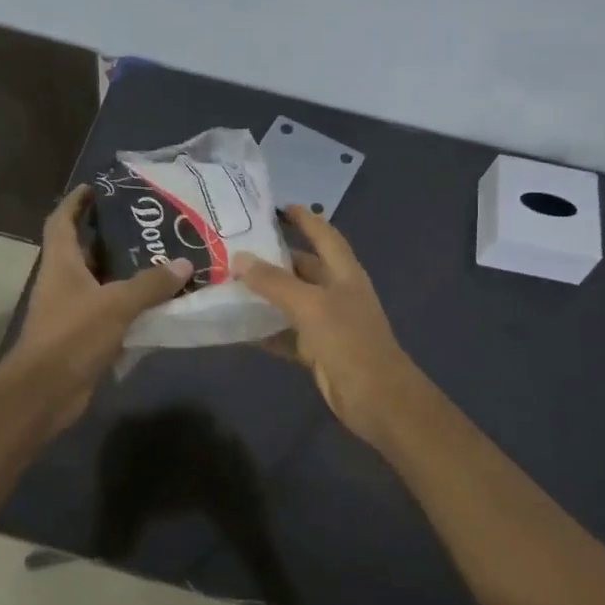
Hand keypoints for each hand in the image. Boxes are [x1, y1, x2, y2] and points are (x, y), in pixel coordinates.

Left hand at [8, 186, 192, 429]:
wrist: (45, 392)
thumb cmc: (72, 336)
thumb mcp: (116, 304)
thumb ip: (150, 284)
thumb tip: (184, 264)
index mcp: (61, 263)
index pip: (62, 221)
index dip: (75, 202)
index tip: (96, 187)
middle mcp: (63, 282)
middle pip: (85, 249)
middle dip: (111, 235)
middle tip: (147, 224)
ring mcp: (72, 310)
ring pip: (101, 282)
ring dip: (125, 272)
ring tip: (161, 257)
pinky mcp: (83, 336)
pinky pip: (110, 311)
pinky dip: (130, 305)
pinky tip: (158, 301)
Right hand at [235, 205, 419, 445]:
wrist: (376, 398)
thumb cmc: (349, 341)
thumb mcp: (310, 305)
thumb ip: (274, 282)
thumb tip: (239, 259)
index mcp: (343, 273)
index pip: (323, 234)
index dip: (304, 218)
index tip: (277, 206)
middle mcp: (335, 292)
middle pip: (302, 267)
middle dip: (274, 257)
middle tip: (236, 247)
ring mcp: (326, 322)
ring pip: (291, 301)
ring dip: (265, 294)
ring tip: (229, 282)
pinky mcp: (316, 350)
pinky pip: (285, 334)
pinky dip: (265, 330)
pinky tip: (237, 327)